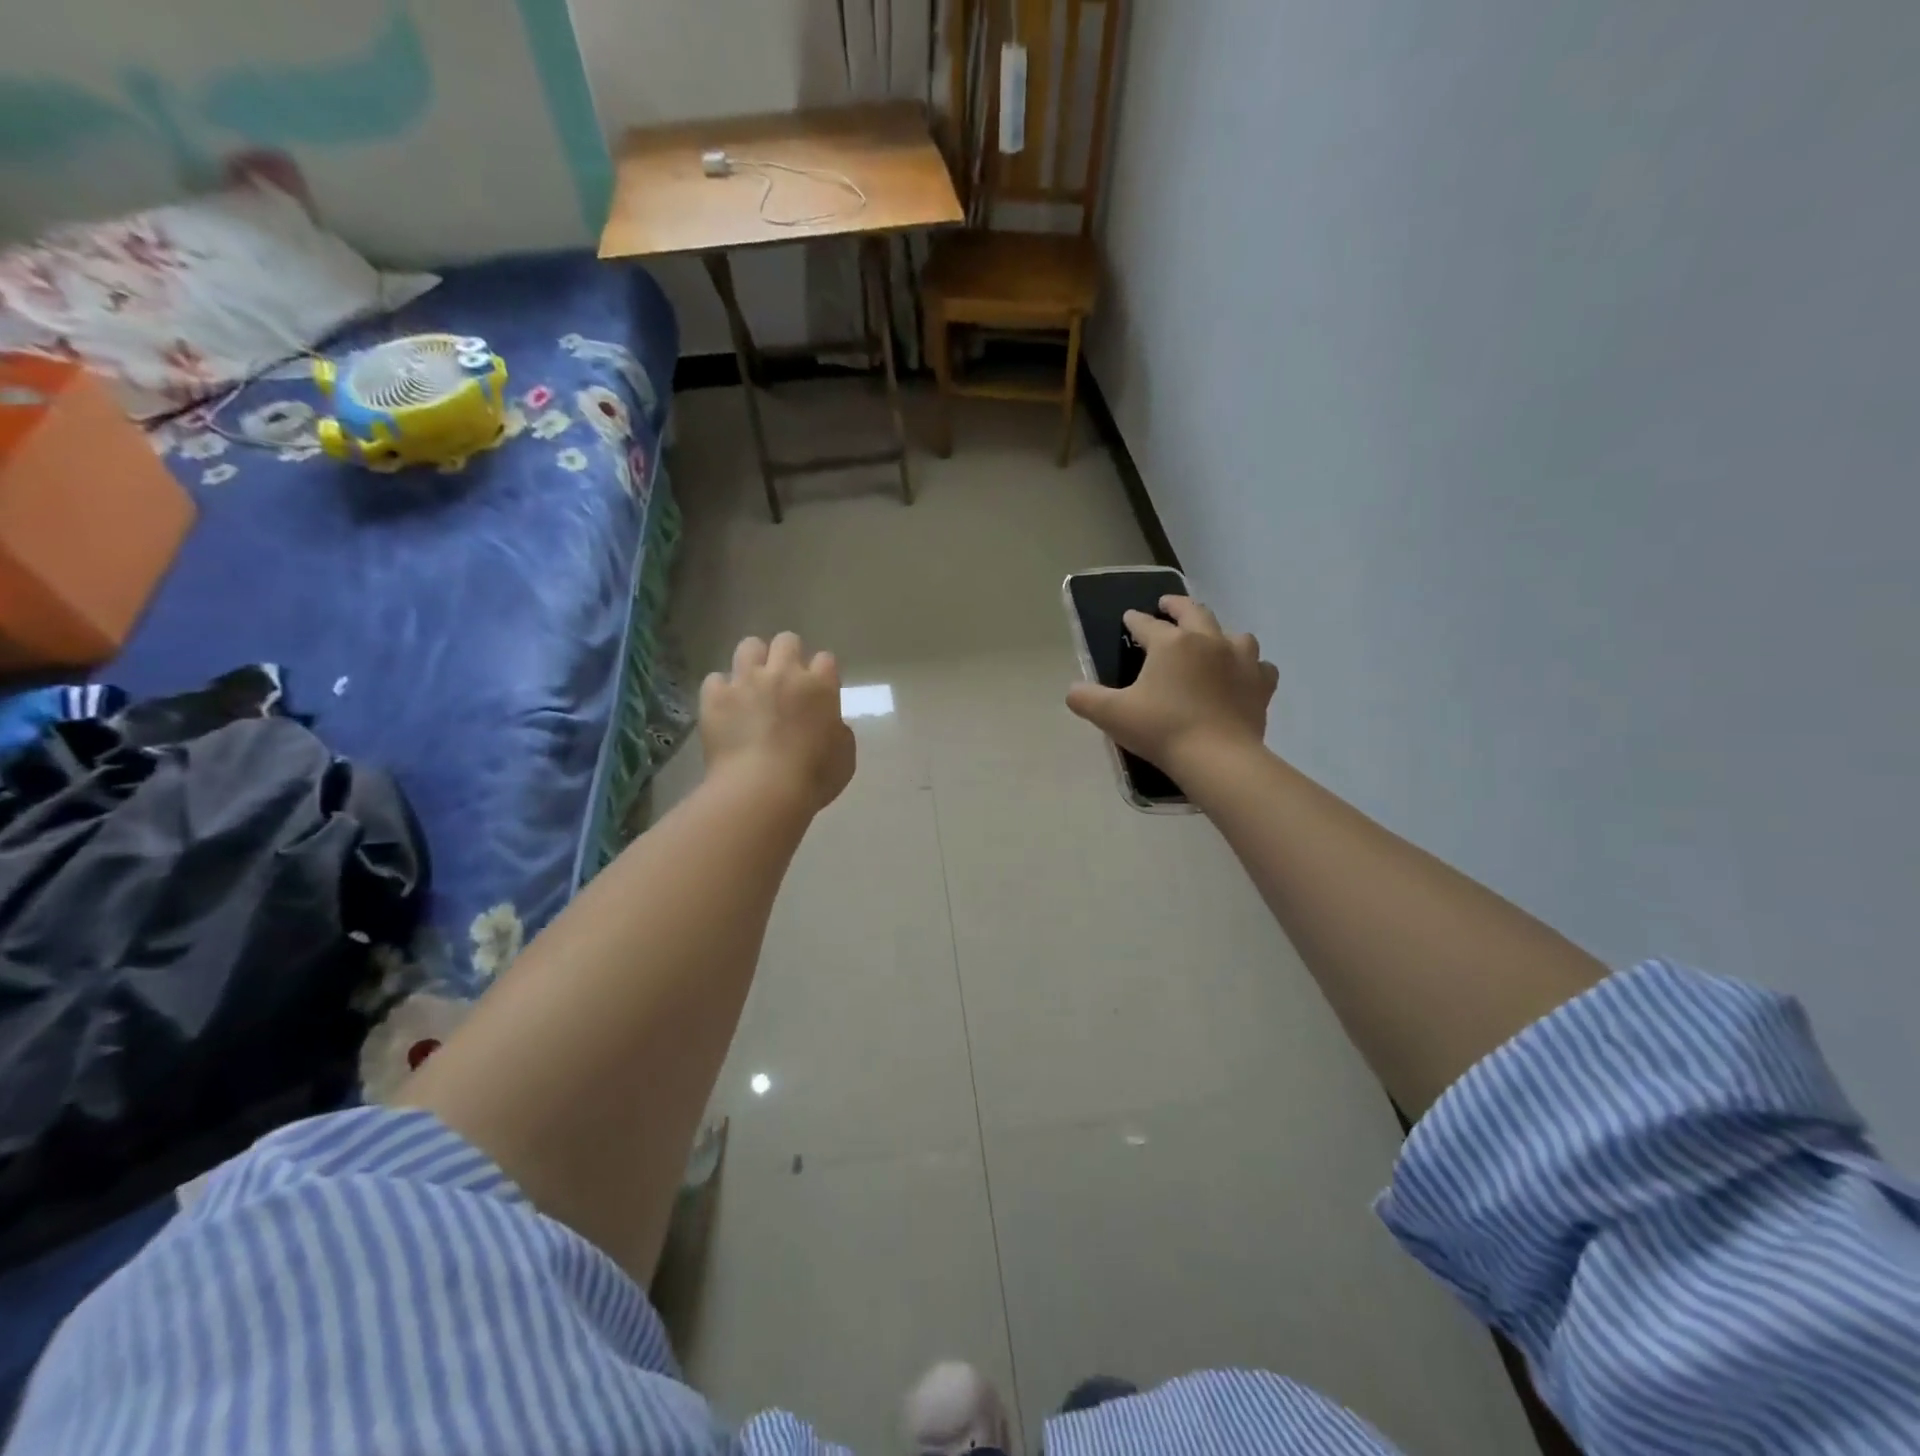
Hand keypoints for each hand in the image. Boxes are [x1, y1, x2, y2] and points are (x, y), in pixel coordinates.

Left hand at [701, 633, 855, 813]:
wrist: (762, 790)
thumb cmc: (812, 778)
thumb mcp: (844, 756)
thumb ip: (839, 731)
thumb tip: (831, 724)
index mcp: (820, 687)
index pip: (825, 659)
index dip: (821, 672)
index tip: (818, 688)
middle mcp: (784, 674)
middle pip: (787, 641)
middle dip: (787, 654)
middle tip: (784, 680)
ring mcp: (746, 681)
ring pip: (749, 646)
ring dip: (753, 661)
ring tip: (752, 682)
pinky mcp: (715, 696)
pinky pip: (715, 680)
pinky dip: (721, 691)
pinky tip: (724, 707)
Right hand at [1065, 596, 1277, 777]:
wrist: (1217, 758)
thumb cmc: (1161, 729)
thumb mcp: (1112, 715)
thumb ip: (1086, 699)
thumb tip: (1073, 691)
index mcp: (1171, 643)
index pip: (1147, 625)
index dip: (1135, 621)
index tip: (1128, 618)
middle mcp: (1208, 641)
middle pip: (1194, 612)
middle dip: (1177, 606)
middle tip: (1167, 605)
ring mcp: (1240, 660)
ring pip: (1234, 634)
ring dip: (1219, 634)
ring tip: (1211, 642)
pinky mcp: (1260, 684)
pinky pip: (1260, 666)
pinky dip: (1250, 667)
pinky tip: (1242, 675)